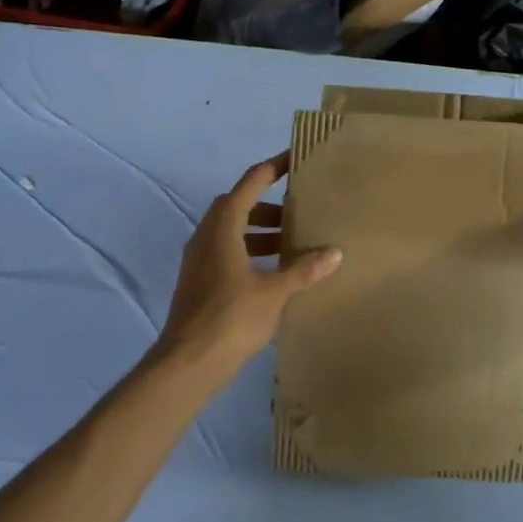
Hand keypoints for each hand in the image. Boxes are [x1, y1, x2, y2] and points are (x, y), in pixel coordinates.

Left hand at [159, 152, 341, 380]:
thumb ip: (303, 269)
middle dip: (269, 206)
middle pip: (239, 205)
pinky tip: (272, 272)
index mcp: (223, 226)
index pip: (251, 183)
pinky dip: (249, 251)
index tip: (294, 159)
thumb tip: (334, 253)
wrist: (187, 363)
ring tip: (291, 244)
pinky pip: (226, 252)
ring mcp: (199, 259)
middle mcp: (207, 235)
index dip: (273, 168)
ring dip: (259, 231)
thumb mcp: (274, 291)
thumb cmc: (231, 317)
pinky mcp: (198, 281)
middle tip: (298, 212)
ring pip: (232, 231)